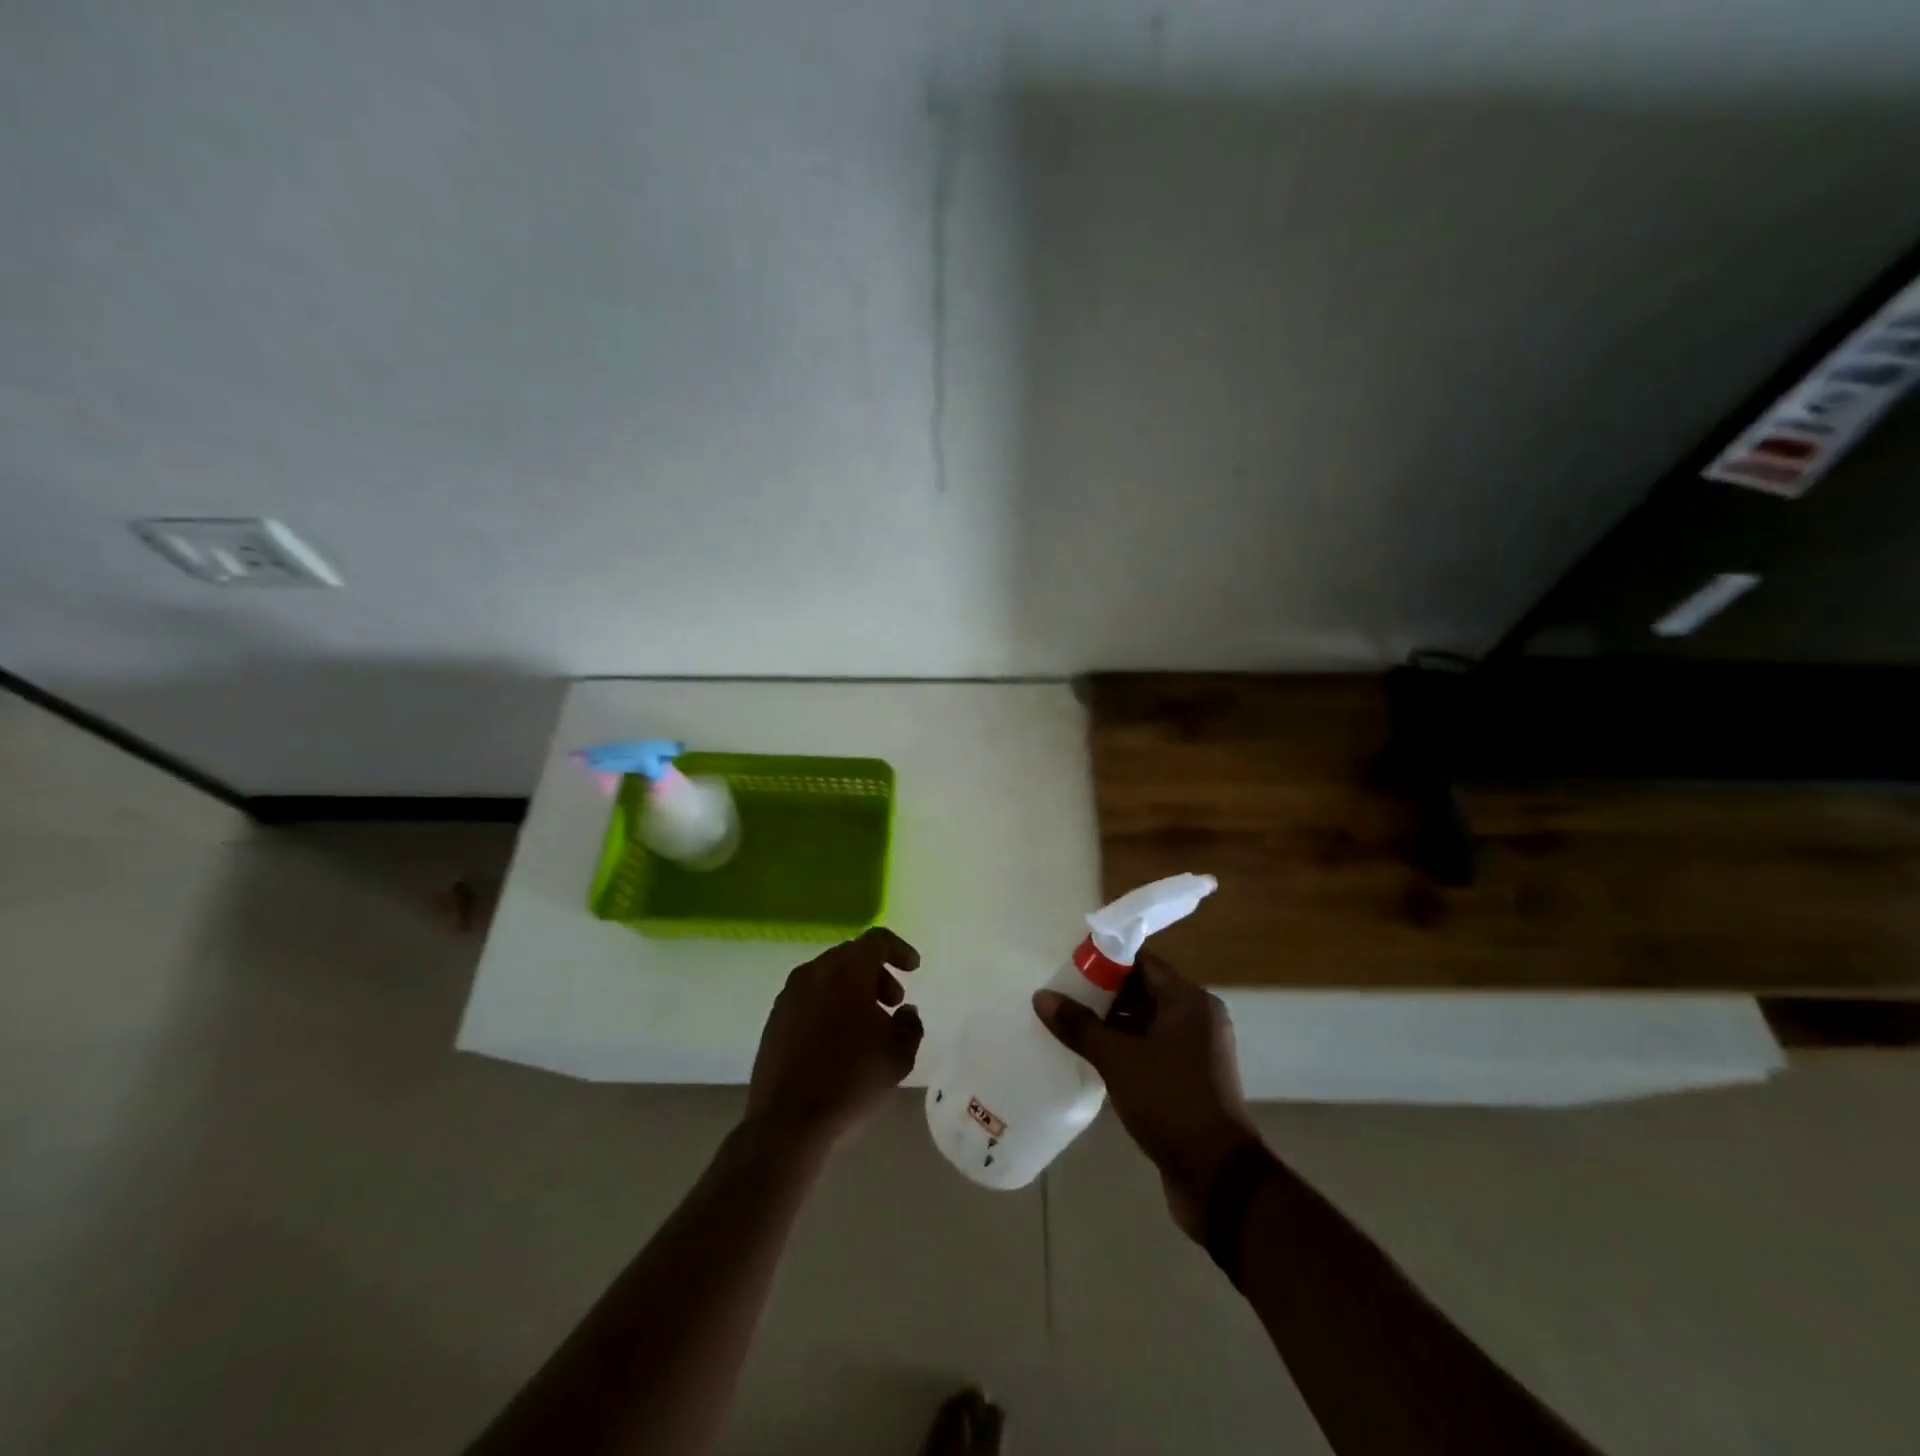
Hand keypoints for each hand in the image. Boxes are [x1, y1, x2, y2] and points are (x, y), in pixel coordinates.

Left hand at [744, 927, 923, 1156]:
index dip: (899, 950)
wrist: (788, 1120)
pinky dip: (829, 1005)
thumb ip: (910, 1025)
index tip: (913, 968)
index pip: (877, 941)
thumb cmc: (851, 1079)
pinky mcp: (774, 1019)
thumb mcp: (899, 1054)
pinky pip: (809, 998)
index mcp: (846, 970)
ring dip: (852, 989)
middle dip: (876, 973)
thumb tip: (904, 1012)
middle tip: (892, 1002)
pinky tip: (838, 1039)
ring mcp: (789, 994)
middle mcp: (815, 972)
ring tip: (867, 1025)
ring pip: (828, 976)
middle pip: (851, 956)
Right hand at [1034, 953, 1259, 1238]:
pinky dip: (1123, 1049)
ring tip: (1067, 1021)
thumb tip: (1042, 996)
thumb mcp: (1118, 1060)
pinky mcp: (1187, 1080)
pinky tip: (1089, 1055)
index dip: (1106, 959)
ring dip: (1110, 1023)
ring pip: (1144, 1023)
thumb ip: (1080, 1025)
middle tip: (1061, 991)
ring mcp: (1194, 1051)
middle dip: (1102, 992)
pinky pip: (1149, 1050)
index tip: (1069, 961)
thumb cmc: (1171, 1101)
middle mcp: (1197, 1019)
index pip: (1143, 962)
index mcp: (1189, 1001)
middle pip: (1143, 990)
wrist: (1218, 1178)